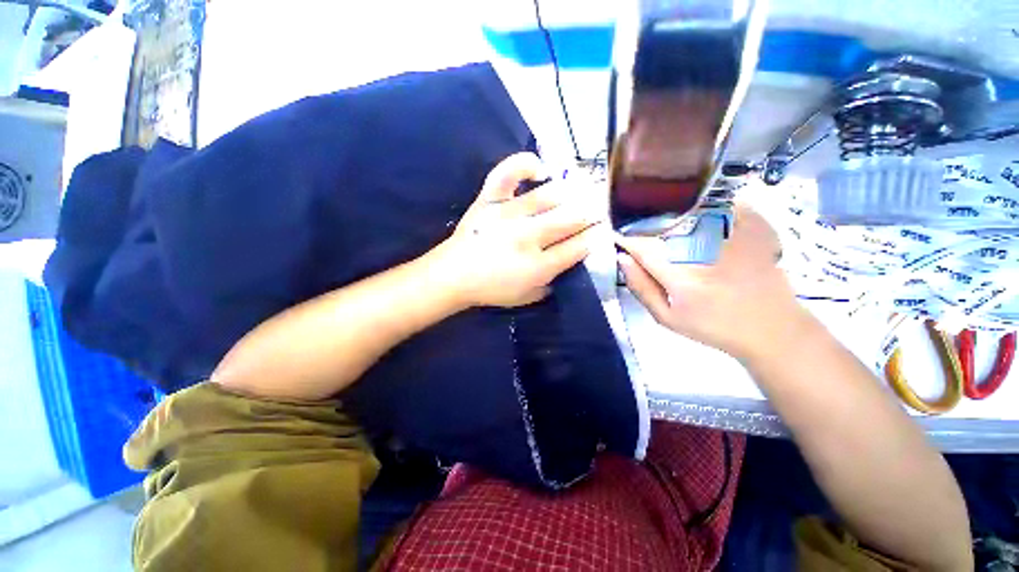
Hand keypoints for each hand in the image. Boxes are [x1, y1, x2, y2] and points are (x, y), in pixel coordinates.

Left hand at [431, 153, 600, 308]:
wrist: (453, 276)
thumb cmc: (491, 289)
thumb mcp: (528, 297)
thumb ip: (552, 282)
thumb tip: (569, 262)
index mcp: (538, 266)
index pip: (577, 247)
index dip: (595, 237)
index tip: (603, 230)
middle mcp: (527, 237)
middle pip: (570, 220)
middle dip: (591, 213)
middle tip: (599, 209)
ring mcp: (508, 214)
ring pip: (549, 196)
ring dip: (573, 192)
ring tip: (584, 189)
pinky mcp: (490, 201)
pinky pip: (508, 174)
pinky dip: (524, 165)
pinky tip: (540, 169)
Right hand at [618, 205, 813, 361]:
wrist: (771, 330)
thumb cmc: (713, 327)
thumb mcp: (667, 318)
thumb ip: (642, 288)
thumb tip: (623, 259)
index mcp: (681, 278)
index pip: (644, 248)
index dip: (627, 240)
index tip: (618, 237)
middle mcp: (705, 253)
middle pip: (666, 226)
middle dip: (648, 226)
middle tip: (642, 232)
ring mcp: (731, 240)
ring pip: (695, 211)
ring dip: (677, 213)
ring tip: (669, 222)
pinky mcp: (754, 232)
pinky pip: (730, 206)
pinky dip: (715, 205)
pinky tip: (707, 212)